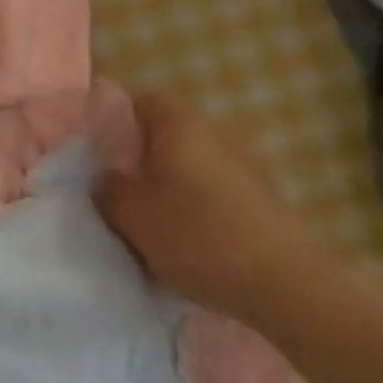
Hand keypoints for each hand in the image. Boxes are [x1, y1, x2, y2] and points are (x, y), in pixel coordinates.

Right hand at [96, 95, 321, 322]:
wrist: (281, 280)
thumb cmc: (196, 235)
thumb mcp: (132, 216)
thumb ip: (107, 190)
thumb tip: (104, 179)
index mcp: (177, 121)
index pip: (137, 102)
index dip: (114, 126)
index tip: (101, 159)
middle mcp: (211, 128)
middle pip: (164, 134)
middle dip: (142, 161)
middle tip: (122, 195)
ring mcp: (241, 159)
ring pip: (189, 164)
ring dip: (170, 186)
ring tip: (154, 226)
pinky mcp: (260, 192)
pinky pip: (213, 189)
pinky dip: (197, 206)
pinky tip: (191, 242)